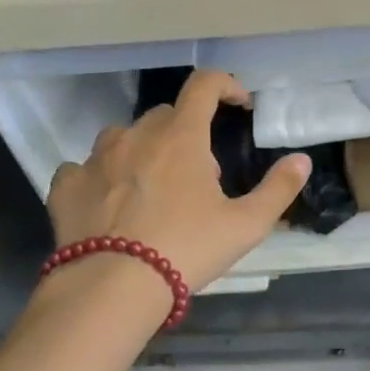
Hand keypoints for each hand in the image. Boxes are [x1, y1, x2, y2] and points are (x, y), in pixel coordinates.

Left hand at [45, 70, 309, 291]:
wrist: (113, 285)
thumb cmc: (187, 248)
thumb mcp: (247, 225)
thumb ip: (278, 189)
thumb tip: (302, 160)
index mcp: (181, 137)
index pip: (204, 86)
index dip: (226, 86)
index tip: (239, 105)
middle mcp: (136, 136)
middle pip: (166, 117)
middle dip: (187, 135)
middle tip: (200, 176)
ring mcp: (96, 158)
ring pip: (124, 138)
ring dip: (143, 152)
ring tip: (152, 190)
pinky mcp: (67, 185)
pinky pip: (86, 168)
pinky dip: (102, 178)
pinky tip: (110, 204)